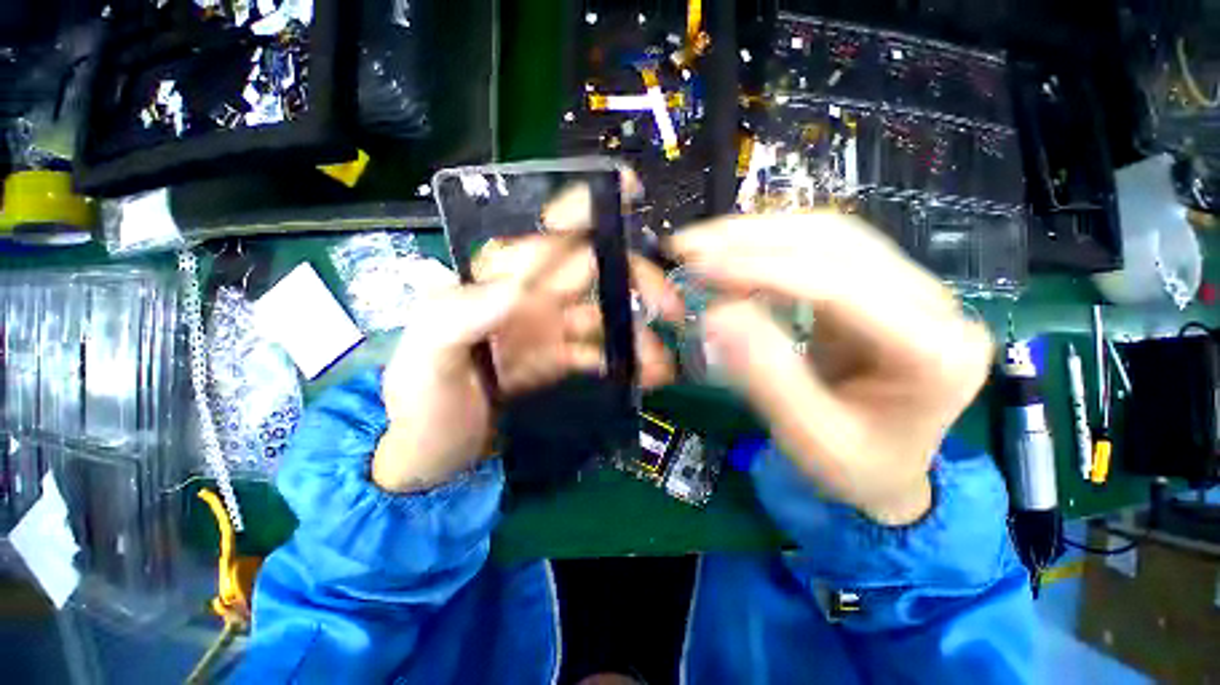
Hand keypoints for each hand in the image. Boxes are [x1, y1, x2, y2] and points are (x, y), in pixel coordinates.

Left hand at [373, 189, 680, 493]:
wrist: (429, 456)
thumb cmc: (421, 405)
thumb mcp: (423, 358)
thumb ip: (455, 317)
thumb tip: (516, 289)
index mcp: (496, 285)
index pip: (544, 236)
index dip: (583, 210)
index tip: (628, 190)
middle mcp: (529, 300)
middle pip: (589, 272)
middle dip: (632, 278)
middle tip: (668, 306)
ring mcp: (549, 334)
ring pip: (603, 317)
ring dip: (636, 333)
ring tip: (660, 360)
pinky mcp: (560, 365)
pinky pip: (600, 355)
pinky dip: (626, 362)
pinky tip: (647, 375)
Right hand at [670, 213, 992, 524]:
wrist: (885, 468)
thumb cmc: (853, 467)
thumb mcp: (808, 437)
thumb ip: (767, 376)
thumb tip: (717, 315)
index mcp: (935, 352)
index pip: (841, 286)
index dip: (763, 271)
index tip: (701, 267)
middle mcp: (934, 305)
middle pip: (839, 242)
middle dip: (753, 238)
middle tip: (690, 245)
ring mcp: (910, 288)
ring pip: (829, 234)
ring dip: (758, 233)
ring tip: (703, 244)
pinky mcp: (879, 286)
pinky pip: (821, 249)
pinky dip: (768, 246)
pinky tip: (733, 254)